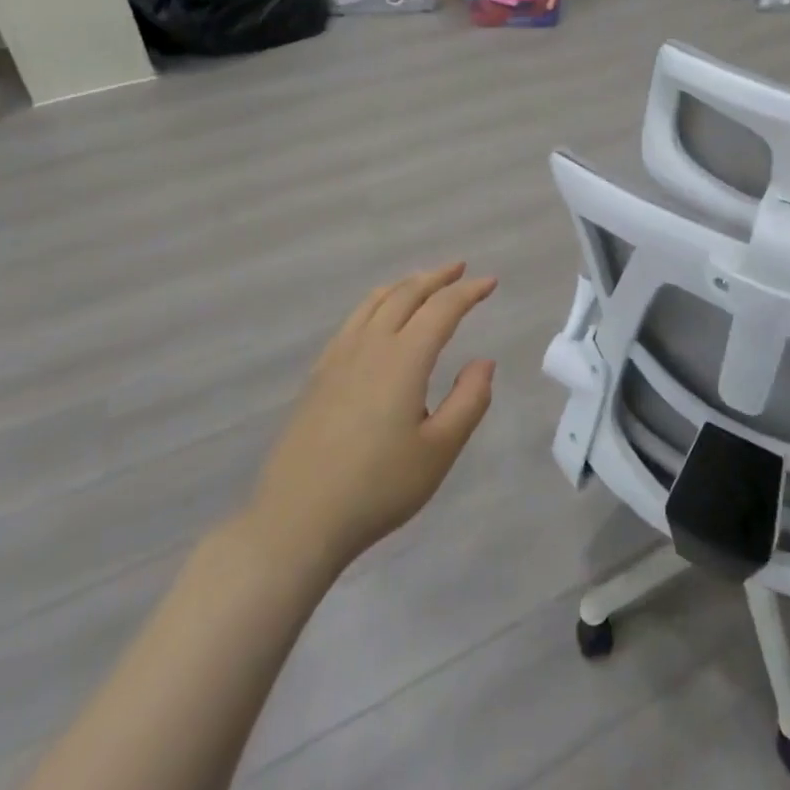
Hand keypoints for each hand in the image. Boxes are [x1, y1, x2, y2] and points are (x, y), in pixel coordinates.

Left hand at [241, 264, 497, 575]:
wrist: (298, 520)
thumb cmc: (378, 487)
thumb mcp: (439, 451)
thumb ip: (469, 400)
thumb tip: (483, 362)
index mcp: (403, 359)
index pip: (442, 309)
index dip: (468, 292)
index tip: (491, 282)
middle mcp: (370, 346)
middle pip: (406, 295)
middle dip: (436, 277)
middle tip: (460, 269)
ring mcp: (338, 358)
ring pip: (374, 303)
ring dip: (404, 285)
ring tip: (423, 282)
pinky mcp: (318, 376)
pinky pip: (352, 321)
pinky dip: (375, 304)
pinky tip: (377, 317)